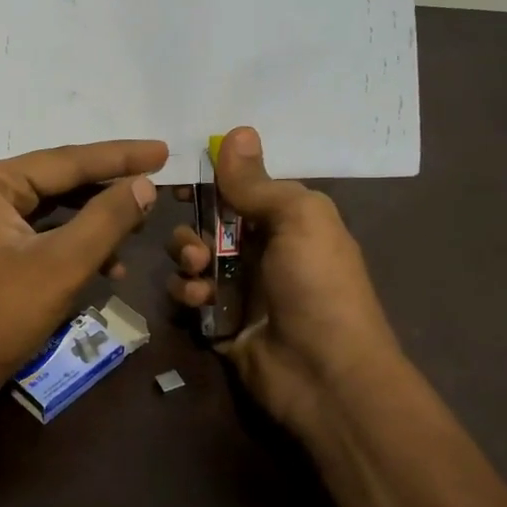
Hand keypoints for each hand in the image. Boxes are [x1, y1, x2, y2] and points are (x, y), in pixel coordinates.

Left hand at [0, 140, 166, 411]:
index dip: (120, 157)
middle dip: (110, 188)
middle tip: (159, 182)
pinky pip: (46, 233)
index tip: (164, 150)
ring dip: (98, 221)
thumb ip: (106, 219)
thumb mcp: (61, 265)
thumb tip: (144, 184)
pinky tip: (111, 265)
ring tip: (141, 225)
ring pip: (57, 208)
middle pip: (61, 180)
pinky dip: (78, 245)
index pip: (67, 160)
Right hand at [166, 127, 403, 446]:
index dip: (211, 182)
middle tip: (196, 244)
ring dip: (186, 258)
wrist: (324, 375)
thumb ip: (258, 182)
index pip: (240, 189)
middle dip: (192, 226)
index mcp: (286, 220)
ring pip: (190, 256)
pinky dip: (186, 293)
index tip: (182, 179)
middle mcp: (260, 249)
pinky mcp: (217, 320)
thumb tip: (237, 131)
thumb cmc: (318, 286)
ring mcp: (238, 287)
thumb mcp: (299, 220)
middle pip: (207, 221)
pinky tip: (201, 301)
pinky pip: (186, 294)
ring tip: (199, 273)